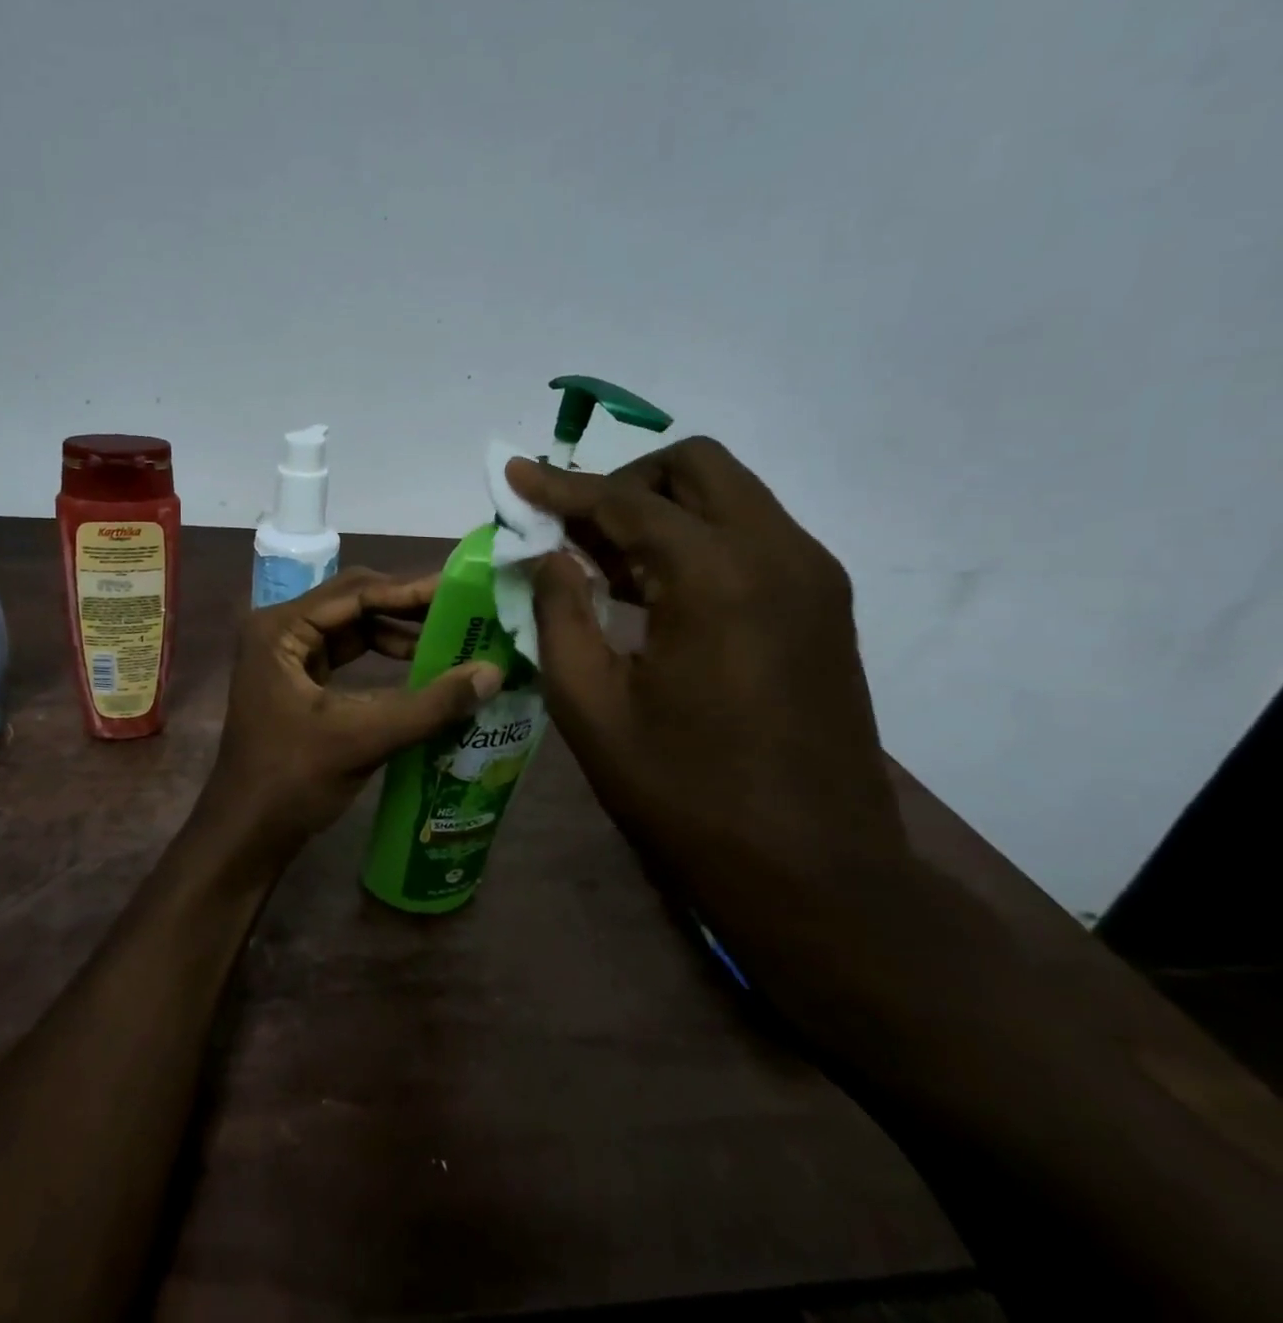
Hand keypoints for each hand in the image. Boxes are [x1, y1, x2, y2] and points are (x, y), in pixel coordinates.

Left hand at [200, 568, 502, 871]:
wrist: (246, 834)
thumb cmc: (292, 781)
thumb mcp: (363, 738)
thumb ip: (430, 705)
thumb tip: (493, 672)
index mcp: (279, 629)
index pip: (355, 592)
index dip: (410, 591)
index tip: (460, 591)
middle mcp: (279, 630)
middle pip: (353, 602)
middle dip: (406, 607)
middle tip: (462, 610)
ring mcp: (286, 654)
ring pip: (352, 627)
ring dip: (397, 632)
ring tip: (450, 638)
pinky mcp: (297, 679)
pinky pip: (346, 653)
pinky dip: (382, 656)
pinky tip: (419, 666)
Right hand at [507, 437, 903, 898]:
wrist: (813, 872)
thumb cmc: (685, 792)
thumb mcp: (591, 705)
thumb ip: (559, 612)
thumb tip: (548, 553)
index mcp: (717, 576)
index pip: (625, 499)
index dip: (561, 485)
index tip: (516, 473)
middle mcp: (778, 554)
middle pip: (696, 468)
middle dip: (623, 481)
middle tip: (572, 527)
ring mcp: (812, 577)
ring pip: (728, 497)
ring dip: (660, 510)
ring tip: (603, 563)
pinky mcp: (823, 607)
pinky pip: (750, 537)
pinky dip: (695, 540)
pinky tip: (653, 592)